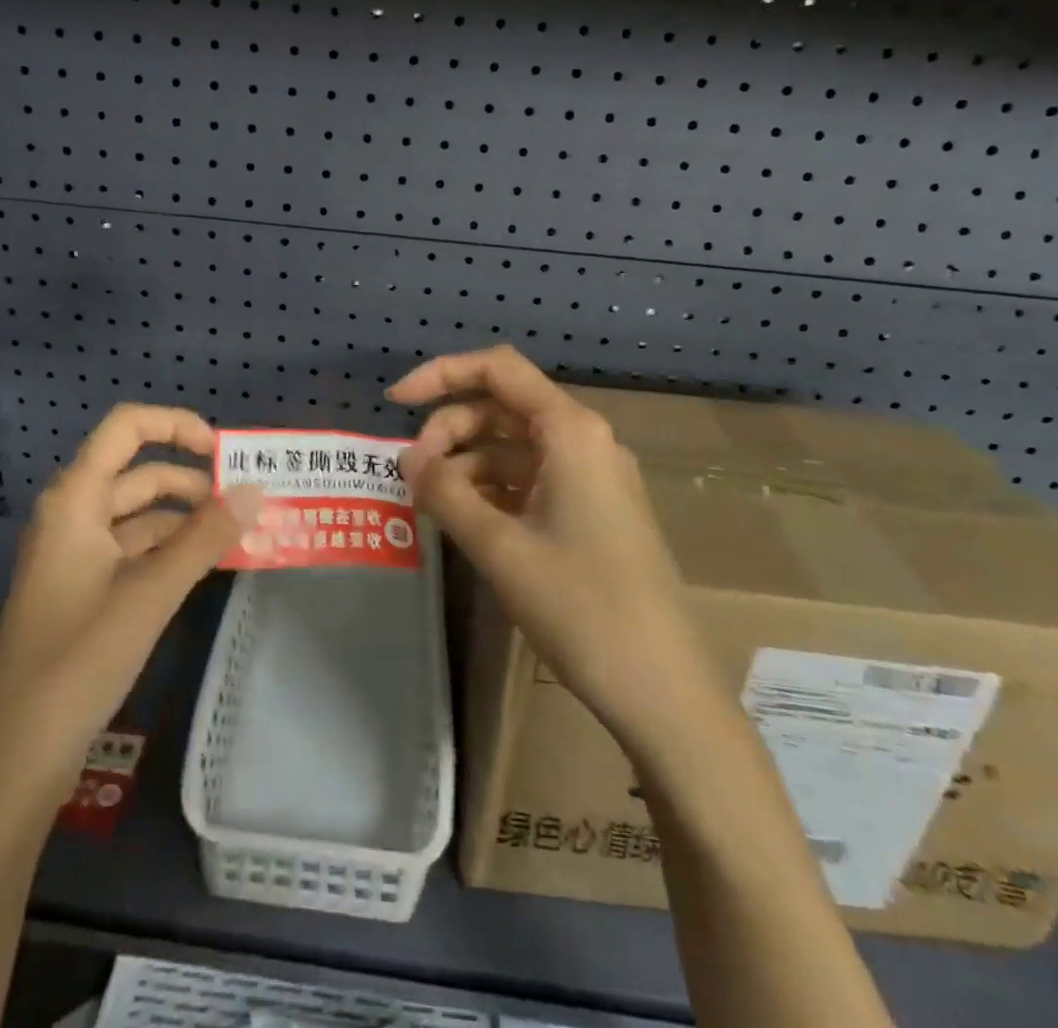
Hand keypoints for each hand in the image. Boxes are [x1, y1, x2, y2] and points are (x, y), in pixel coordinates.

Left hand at [0, 404, 262, 803]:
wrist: (15, 757)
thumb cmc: (78, 660)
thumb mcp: (151, 593)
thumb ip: (206, 537)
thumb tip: (257, 489)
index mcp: (76, 500)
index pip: (127, 428)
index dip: (177, 426)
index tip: (224, 453)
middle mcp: (73, 515)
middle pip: (139, 473)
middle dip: (194, 482)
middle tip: (248, 503)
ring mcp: (76, 555)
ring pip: (140, 515)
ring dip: (188, 519)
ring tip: (239, 535)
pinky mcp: (83, 590)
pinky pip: (134, 551)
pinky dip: (172, 551)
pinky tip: (208, 566)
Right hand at [389, 346, 686, 737]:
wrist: (661, 687)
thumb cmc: (580, 606)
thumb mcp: (499, 546)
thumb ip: (446, 492)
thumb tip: (407, 457)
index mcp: (570, 431)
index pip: (498, 369)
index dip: (442, 374)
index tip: (396, 402)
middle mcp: (584, 441)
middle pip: (502, 408)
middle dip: (449, 430)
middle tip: (412, 474)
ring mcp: (591, 477)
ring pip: (514, 446)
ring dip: (466, 464)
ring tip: (430, 503)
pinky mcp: (591, 511)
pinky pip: (531, 480)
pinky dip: (491, 490)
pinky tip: (464, 520)